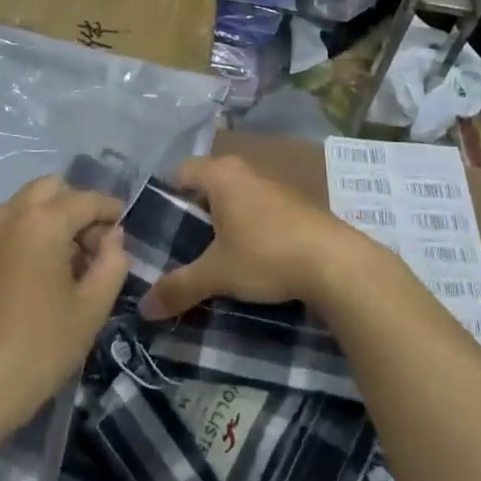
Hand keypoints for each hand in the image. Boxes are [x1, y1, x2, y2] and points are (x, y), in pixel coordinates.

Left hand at [0, 176, 128, 425]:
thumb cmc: (38, 348)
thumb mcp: (91, 309)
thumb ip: (112, 263)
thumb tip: (112, 238)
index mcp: (42, 221)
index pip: (86, 199)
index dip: (111, 209)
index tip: (126, 228)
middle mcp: (9, 215)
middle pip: (51, 189)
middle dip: (77, 207)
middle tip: (94, 246)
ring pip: (25, 205)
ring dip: (50, 218)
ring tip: (67, 262)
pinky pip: (6, 227)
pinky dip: (28, 233)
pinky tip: (38, 274)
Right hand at [138, 155, 381, 319]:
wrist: (336, 263)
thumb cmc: (266, 254)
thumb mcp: (217, 274)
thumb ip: (179, 287)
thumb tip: (144, 308)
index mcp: (222, 175)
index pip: (182, 171)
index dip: (166, 195)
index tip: (157, 225)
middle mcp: (247, 172)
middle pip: (209, 186)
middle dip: (194, 213)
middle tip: (179, 246)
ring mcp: (275, 188)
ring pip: (236, 199)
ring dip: (224, 223)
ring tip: (211, 257)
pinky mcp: (296, 207)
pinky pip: (259, 212)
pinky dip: (249, 230)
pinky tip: (249, 259)